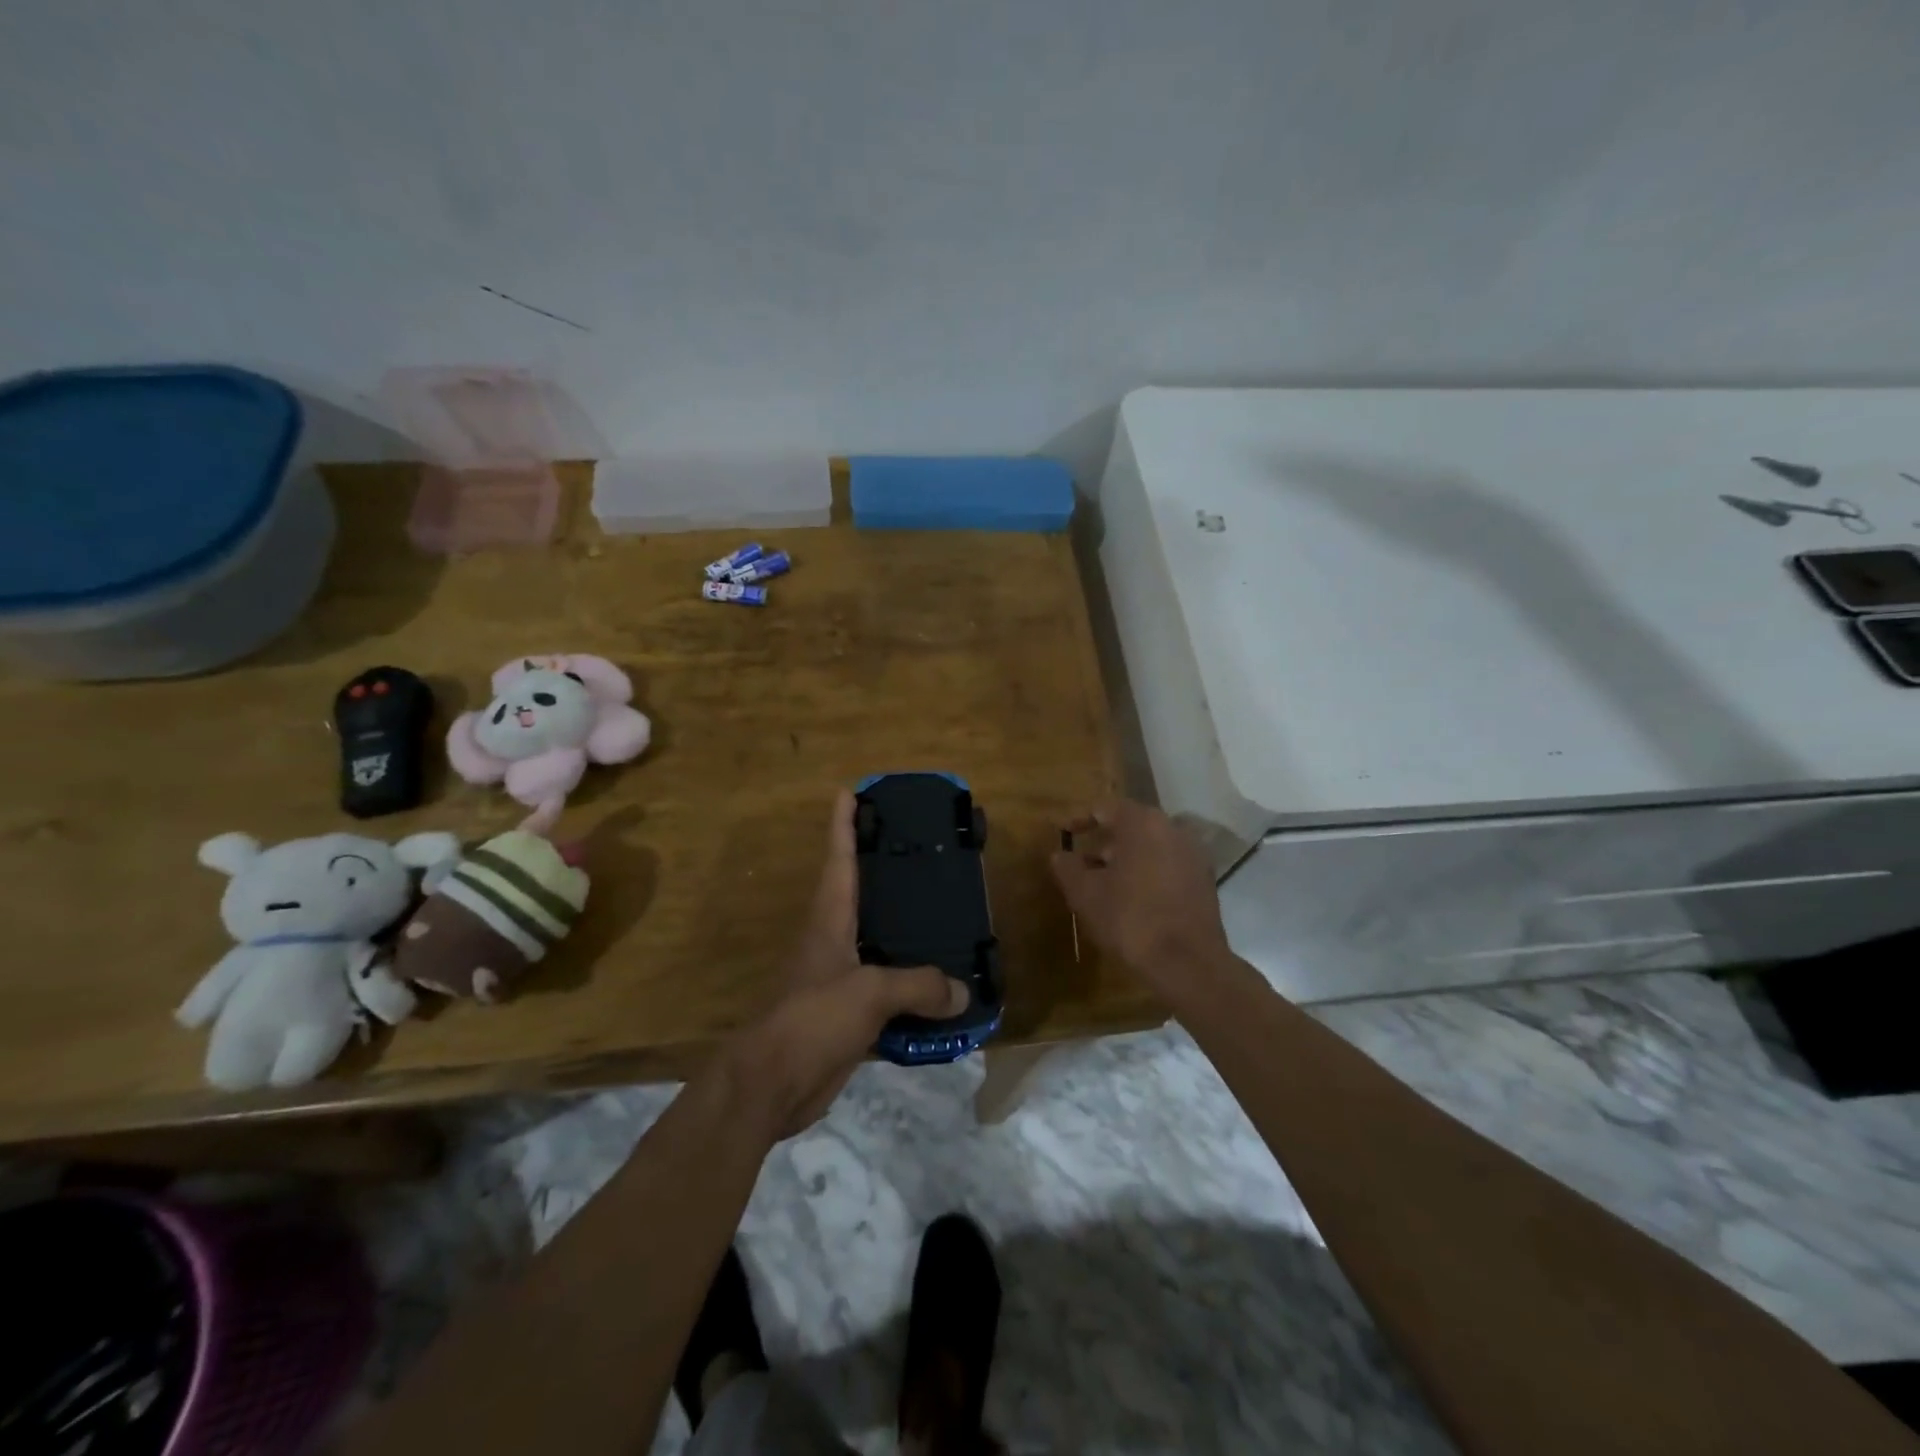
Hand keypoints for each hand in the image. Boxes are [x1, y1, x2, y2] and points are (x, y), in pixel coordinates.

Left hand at [727, 790, 968, 1139]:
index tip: (850, 792)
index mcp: (829, 920)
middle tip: (922, 852)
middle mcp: (833, 941)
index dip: (843, 824)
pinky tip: (939, 990)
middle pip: (860, 895)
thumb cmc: (812, 1018)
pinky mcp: (847, 1015)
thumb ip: (918, 985)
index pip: (838, 860)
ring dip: (906, 933)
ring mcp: (838, 978)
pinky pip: (888, 991)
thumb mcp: (869, 992)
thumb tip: (962, 992)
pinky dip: (912, 987)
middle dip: (884, 872)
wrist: (772, 1083)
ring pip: (879, 944)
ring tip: (945, 918)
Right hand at [1049, 799, 1231, 991]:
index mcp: (1143, 823)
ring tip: (1103, 885)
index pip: (1105, 807)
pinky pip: (1167, 866)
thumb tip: (1059, 855)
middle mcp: (1173, 829)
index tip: (1063, 832)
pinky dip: (1147, 874)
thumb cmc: (1130, 919)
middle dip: (1103, 843)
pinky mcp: (1205, 881)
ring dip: (1125, 860)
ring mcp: (1193, 855)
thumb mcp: (1085, 893)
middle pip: (1130, 827)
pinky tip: (1132, 900)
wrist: (1187, 963)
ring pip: (1150, 847)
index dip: (1080, 819)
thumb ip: (1068, 867)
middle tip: (1081, 864)